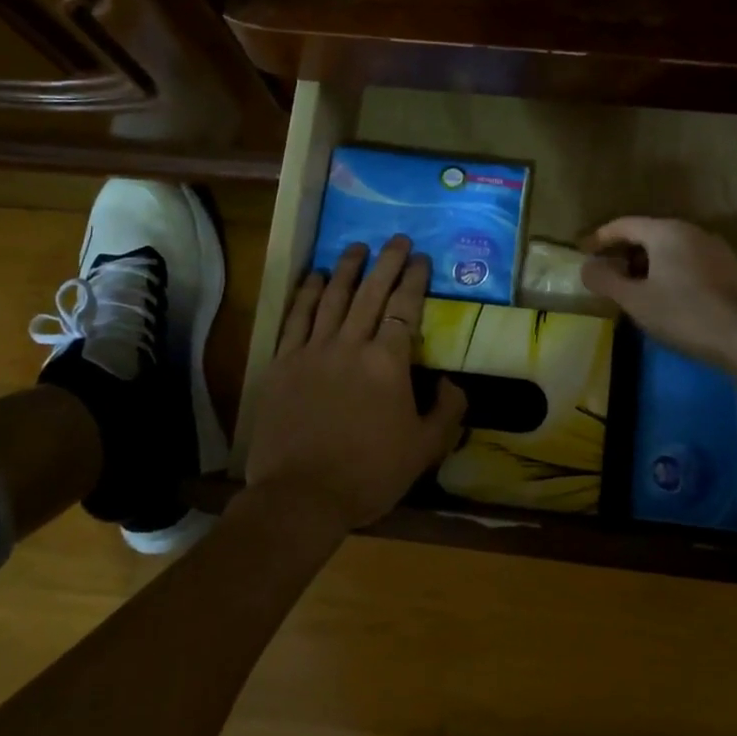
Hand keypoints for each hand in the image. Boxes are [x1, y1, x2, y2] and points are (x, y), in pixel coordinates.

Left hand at [245, 236, 467, 531]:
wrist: (301, 496)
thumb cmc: (369, 473)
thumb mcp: (425, 449)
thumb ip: (447, 412)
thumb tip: (453, 383)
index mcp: (387, 363)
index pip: (404, 308)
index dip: (414, 280)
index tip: (421, 259)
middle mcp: (350, 345)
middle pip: (370, 293)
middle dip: (387, 262)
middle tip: (397, 239)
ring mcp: (312, 351)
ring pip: (331, 298)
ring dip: (346, 268)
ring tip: (356, 247)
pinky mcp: (283, 364)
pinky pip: (296, 318)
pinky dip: (306, 294)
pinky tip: (313, 277)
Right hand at [580, 217, 736, 366]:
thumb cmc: (683, 313)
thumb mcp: (635, 300)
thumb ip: (606, 280)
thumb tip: (587, 267)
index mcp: (666, 231)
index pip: (624, 225)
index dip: (600, 238)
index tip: (583, 252)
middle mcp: (692, 231)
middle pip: (648, 234)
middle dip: (624, 253)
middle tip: (606, 274)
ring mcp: (715, 249)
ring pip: (670, 249)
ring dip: (647, 264)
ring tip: (633, 288)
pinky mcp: (730, 270)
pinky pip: (689, 262)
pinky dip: (669, 272)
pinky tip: (666, 297)